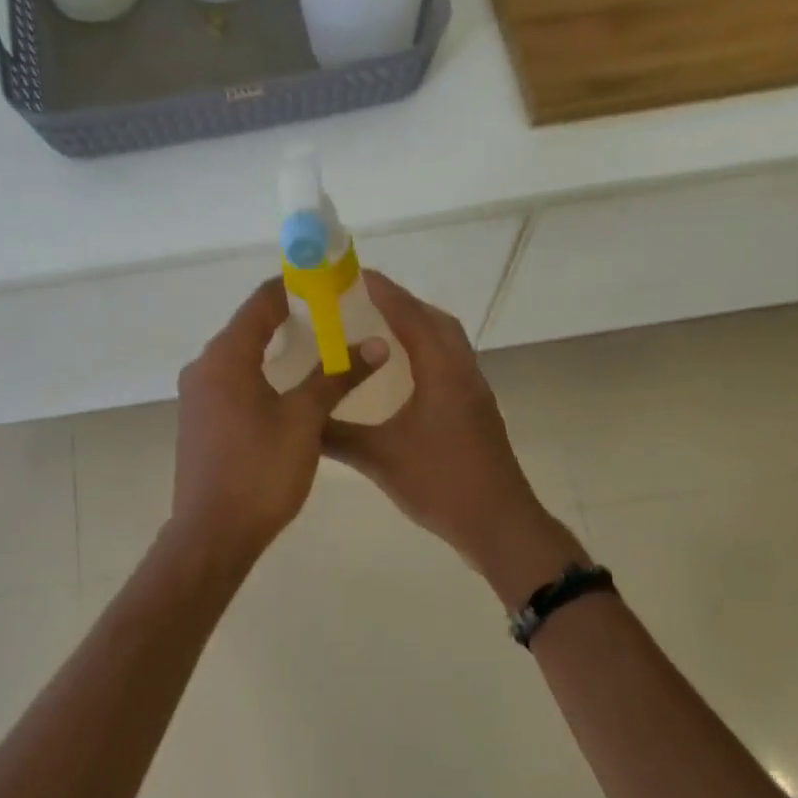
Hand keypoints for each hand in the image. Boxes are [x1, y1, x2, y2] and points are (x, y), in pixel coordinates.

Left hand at [171, 279, 387, 565]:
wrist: (213, 533)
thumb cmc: (260, 470)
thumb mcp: (304, 420)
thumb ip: (337, 376)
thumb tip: (376, 344)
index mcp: (225, 357)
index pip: (260, 303)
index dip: (292, 288)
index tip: (325, 282)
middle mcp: (203, 368)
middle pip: (247, 328)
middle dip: (287, 318)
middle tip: (331, 316)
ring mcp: (197, 397)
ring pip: (239, 357)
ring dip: (274, 348)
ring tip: (317, 348)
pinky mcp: (199, 422)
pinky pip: (232, 382)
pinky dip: (260, 374)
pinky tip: (288, 388)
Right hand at [322, 271, 586, 604]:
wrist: (498, 523)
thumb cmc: (441, 484)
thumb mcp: (380, 459)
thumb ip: (337, 436)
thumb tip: (299, 421)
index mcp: (442, 372)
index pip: (411, 317)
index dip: (384, 292)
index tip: (355, 274)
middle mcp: (463, 372)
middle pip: (436, 322)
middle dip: (402, 304)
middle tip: (364, 300)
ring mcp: (475, 392)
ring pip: (448, 343)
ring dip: (418, 327)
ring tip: (380, 329)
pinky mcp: (477, 411)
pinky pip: (451, 364)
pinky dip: (427, 353)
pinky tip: (403, 374)